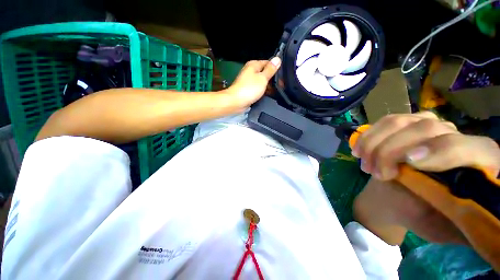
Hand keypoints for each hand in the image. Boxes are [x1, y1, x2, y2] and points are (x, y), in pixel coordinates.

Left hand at [225, 57, 280, 108]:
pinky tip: (269, 95)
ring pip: (262, 82)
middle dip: (273, 79)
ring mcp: (249, 81)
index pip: (268, 63)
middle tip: (281, 85)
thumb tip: (277, 59)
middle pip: (265, 73)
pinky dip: (263, 91)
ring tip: (277, 91)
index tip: (283, 77)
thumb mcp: (262, 78)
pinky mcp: (248, 90)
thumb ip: (270, 69)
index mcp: (253, 65)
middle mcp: (251, 71)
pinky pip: (258, 89)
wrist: (236, 102)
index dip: (276, 69)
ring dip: (269, 86)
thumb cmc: (249, 89)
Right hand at [352, 112, 499, 244]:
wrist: (396, 199)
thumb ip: (458, 218)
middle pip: (427, 128)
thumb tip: (466, 208)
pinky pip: (384, 122)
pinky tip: (358, 150)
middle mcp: (456, 137)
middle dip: (392, 151)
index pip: (471, 148)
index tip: (409, 162)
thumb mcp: (442, 227)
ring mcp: (428, 126)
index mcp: (477, 164)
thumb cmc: (422, 216)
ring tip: (365, 164)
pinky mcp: (406, 125)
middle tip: (376, 174)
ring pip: (400, 122)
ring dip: (375, 144)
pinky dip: (368, 136)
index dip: (443, 151)